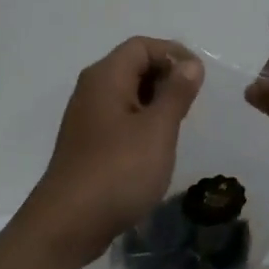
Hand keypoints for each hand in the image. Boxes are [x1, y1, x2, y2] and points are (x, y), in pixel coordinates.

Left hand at [22, 37, 204, 262]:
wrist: (69, 223)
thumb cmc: (119, 171)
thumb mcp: (157, 130)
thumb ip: (176, 93)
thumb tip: (190, 64)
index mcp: (106, 76)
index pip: (141, 46)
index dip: (173, 53)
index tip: (200, 78)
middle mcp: (91, 89)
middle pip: (132, 65)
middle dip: (166, 77)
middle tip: (193, 103)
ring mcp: (86, 117)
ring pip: (127, 93)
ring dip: (155, 101)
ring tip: (179, 124)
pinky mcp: (87, 143)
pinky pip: (119, 118)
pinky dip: (141, 121)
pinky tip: (156, 146)